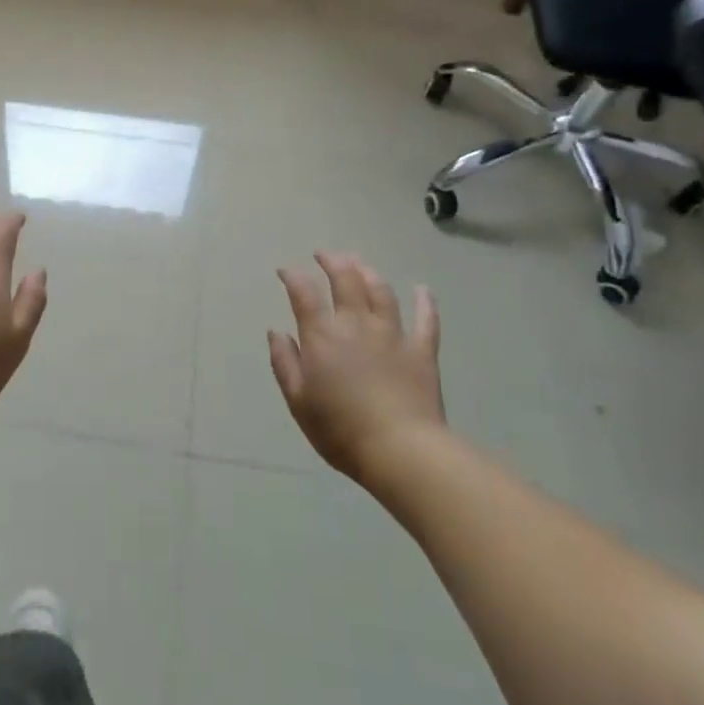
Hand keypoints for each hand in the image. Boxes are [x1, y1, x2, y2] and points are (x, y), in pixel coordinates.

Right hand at [269, 252, 443, 480]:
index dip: (293, 276)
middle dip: (332, 261)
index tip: (285, 271)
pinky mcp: (421, 350)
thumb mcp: (298, 400)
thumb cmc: (340, 429)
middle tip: (324, 254)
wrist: (400, 450)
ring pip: (381, 291)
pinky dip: (425, 301)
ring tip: (359, 263)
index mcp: (322, 336)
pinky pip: (426, 319)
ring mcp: (392, 334)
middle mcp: (356, 324)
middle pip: (345, 280)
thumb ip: (285, 362)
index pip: (304, 294)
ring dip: (367, 271)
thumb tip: (277, 332)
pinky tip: (422, 289)